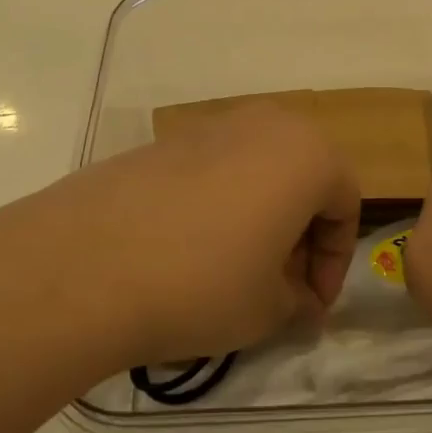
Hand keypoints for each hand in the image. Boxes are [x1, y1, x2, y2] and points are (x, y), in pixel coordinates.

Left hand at [0, 102, 359, 369]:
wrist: (85, 263)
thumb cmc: (202, 283)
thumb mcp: (268, 309)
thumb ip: (298, 300)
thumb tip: (299, 299)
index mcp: (307, 152)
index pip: (346, 203)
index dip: (335, 262)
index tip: (312, 304)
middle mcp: (265, 123)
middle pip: (303, 177)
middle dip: (300, 233)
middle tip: (281, 284)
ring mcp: (210, 126)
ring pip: (258, 170)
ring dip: (261, 216)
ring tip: (235, 269)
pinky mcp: (164, 141)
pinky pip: (214, 169)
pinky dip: (219, 205)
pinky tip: (189, 249)